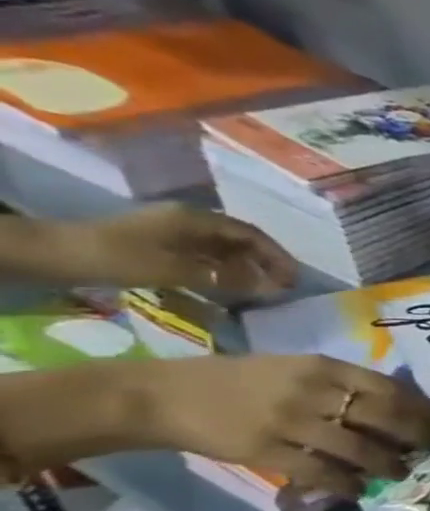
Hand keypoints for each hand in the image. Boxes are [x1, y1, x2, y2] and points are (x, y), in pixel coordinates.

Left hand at [52, 203, 297, 296]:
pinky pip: (204, 257)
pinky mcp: (160, 246)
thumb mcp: (173, 270)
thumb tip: (269, 287)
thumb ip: (224, 279)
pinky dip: (222, 272)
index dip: (277, 256)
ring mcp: (173, 233)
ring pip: (222, 250)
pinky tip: (228, 288)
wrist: (52, 254)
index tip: (295, 278)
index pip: (251, 235)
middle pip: (239, 241)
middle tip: (283, 286)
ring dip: (244, 269)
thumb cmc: (116, 257)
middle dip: (264, 262)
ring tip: (261, 291)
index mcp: (196, 219)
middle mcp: (189, 221)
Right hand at [146, 355, 429, 495]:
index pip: (388, 388)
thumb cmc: (240, 380)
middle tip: (429, 448)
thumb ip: (341, 383)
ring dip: (386, 463)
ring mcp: (289, 422)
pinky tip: (359, 490)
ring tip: (400, 472)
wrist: (163, 396)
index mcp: (324, 367)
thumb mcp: (297, 368)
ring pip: (357, 447)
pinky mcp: (264, 451)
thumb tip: (392, 405)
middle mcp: (312, 392)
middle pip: (382, 416)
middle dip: (413, 435)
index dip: (418, 408)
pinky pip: (318, 471)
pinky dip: (345, 483)